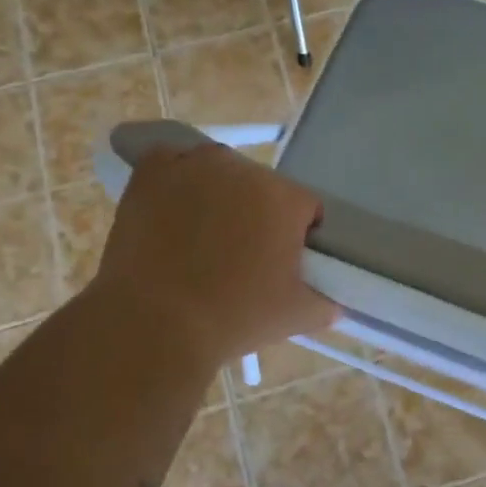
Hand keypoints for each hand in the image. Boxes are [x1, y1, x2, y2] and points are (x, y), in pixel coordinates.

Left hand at [91, 144, 338, 366]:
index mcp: (285, 198)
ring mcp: (194, 166)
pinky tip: (171, 209)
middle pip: (262, 188)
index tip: (282, 264)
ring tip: (201, 237)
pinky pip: (172, 163)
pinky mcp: (152, 172)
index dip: (299, 236)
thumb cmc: (233, 317)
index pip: (306, 207)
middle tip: (241, 256)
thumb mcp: (296, 316)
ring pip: (220, 173)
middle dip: (258, 214)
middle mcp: (243, 171)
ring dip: (219, 195)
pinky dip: (175, 180)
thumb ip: (326, 303)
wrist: (155, 323)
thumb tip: (334, 301)